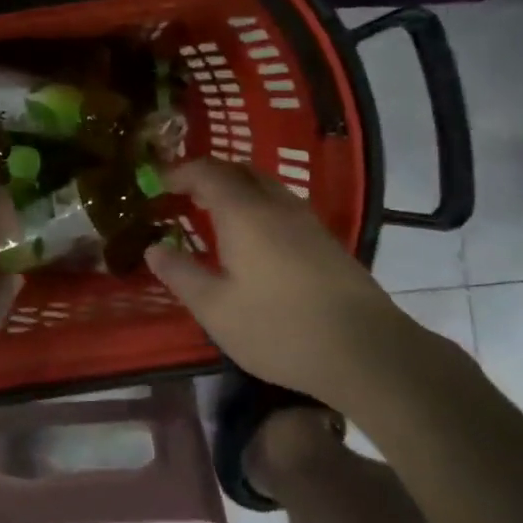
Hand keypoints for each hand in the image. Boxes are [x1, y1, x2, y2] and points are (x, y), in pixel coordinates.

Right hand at [145, 158, 406, 405]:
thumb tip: (154, 248)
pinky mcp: (327, 241)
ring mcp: (307, 221)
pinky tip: (255, 240)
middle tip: (185, 195)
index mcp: (244, 212)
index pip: (207, 171)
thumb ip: (181, 275)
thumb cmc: (280, 328)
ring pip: (266, 186)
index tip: (159, 183)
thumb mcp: (216, 309)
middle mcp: (277, 205)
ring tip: (216, 214)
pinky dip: (258, 207)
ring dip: (236, 189)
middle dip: (208, 175)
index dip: (180, 172)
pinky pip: (283, 206)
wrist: (368, 352)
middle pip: (239, 170)